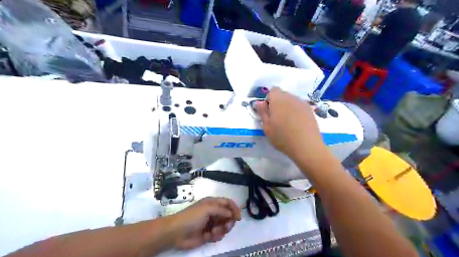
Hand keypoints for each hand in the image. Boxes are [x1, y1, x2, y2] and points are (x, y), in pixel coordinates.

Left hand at [168, 198, 240, 249]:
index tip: (238, 217)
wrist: (177, 232)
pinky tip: (210, 236)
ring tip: (214, 232)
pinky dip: (216, 236)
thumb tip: (232, 214)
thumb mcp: (208, 208)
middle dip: (229, 222)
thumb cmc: (192, 216)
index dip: (234, 208)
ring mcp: (211, 223)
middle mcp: (213, 212)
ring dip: (222, 230)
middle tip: (226, 227)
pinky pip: (218, 235)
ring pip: (224, 226)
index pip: (227, 203)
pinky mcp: (208, 234)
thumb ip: (222, 210)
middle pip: (228, 216)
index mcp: (212, 203)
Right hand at [255, 88, 329, 164]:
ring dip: (287, 107)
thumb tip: (259, 102)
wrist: (306, 146)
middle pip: (282, 95)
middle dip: (277, 103)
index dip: (269, 99)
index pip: (272, 90)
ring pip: (291, 100)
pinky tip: (296, 124)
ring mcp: (302, 103)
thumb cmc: (282, 137)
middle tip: (276, 119)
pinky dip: (296, 112)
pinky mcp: (310, 110)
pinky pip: (299, 106)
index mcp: (278, 99)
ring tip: (287, 123)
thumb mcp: (266, 127)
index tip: (268, 112)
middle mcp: (291, 97)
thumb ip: (262, 112)